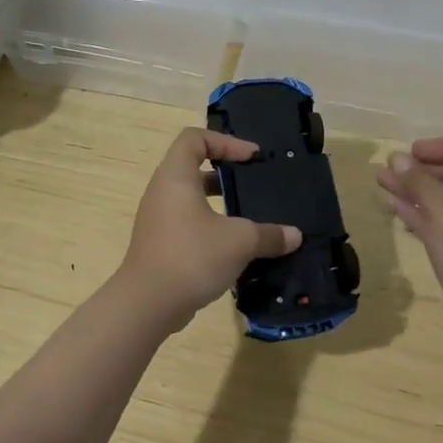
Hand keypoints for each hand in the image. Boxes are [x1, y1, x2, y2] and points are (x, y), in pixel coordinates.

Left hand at [115, 128, 301, 329]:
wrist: (147, 304)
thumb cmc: (192, 256)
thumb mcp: (239, 241)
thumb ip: (269, 235)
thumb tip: (295, 236)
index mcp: (176, 177)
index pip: (194, 138)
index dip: (225, 141)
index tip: (251, 158)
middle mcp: (162, 192)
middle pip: (192, 166)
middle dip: (225, 173)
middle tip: (252, 184)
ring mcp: (157, 219)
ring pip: (190, 198)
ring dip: (218, 203)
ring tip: (248, 216)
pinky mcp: (159, 244)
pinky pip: (186, 223)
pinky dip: (209, 226)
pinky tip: (233, 247)